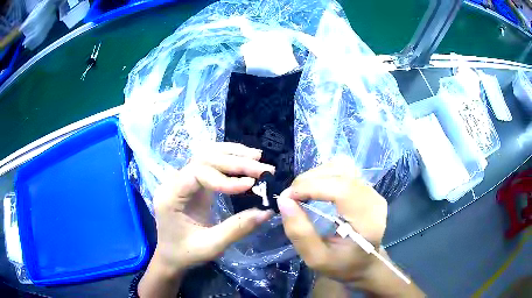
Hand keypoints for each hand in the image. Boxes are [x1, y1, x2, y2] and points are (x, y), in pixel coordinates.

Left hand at [152, 142, 274, 272]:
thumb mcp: (211, 246)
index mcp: (170, 197)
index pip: (196, 173)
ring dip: (232, 154)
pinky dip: (228, 159)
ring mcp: (182, 180)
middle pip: (203, 159)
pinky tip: (244, 159)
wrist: (171, 256)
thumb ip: (237, 228)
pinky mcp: (193, 183)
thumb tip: (267, 211)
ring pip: (206, 155)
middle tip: (263, 168)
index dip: (224, 177)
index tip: (249, 185)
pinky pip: (210, 164)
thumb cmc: (185, 253)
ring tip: (257, 157)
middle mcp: (173, 182)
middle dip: (235, 162)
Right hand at [277, 162, 387, 286]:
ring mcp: (372, 190)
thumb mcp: (315, 259)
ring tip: (302, 192)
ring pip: (341, 166)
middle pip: (341, 172)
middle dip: (309, 180)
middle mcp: (374, 199)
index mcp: (368, 221)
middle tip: (291, 197)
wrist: (364, 263)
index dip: (312, 187)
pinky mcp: (366, 186)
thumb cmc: (341, 265)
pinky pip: (343, 170)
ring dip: (316, 175)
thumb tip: (283, 200)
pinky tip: (315, 189)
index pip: (343, 190)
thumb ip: (299, 233)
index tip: (288, 197)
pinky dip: (324, 174)